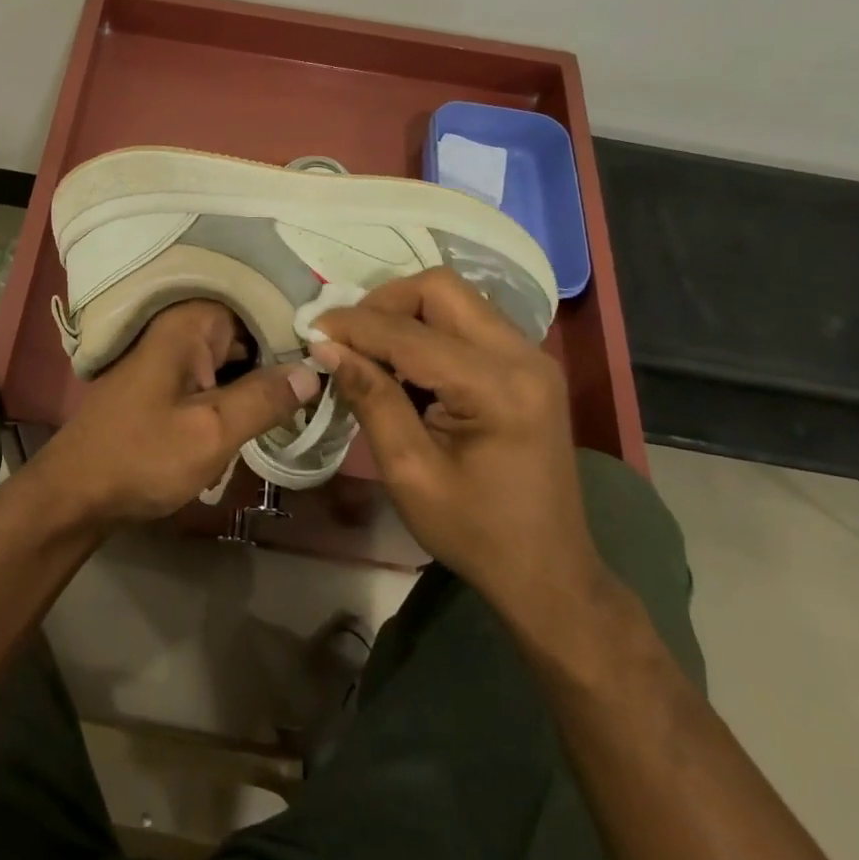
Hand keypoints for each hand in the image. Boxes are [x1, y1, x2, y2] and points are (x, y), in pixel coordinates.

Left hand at [37, 301, 320, 523]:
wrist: (77, 493)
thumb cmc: (142, 457)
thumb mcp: (212, 432)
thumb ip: (265, 398)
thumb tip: (314, 370)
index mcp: (190, 323)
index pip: (259, 307)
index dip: (296, 331)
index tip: (335, 355)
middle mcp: (181, 327)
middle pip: (248, 331)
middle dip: (283, 358)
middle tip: (328, 387)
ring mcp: (173, 354)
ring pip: (235, 357)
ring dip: (264, 379)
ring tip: (309, 401)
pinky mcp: (169, 380)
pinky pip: (216, 375)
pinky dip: (239, 391)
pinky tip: (267, 414)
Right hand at [311, 269, 606, 624]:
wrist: (548, 571)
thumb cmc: (475, 532)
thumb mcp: (409, 472)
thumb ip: (370, 398)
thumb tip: (326, 347)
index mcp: (497, 388)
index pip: (409, 333)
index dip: (353, 326)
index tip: (310, 332)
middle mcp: (522, 356)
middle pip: (440, 288)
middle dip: (383, 304)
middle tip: (346, 339)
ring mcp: (531, 355)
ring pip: (454, 296)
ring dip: (404, 312)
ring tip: (369, 350)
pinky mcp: (527, 363)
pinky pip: (467, 318)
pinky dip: (427, 327)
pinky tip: (404, 363)